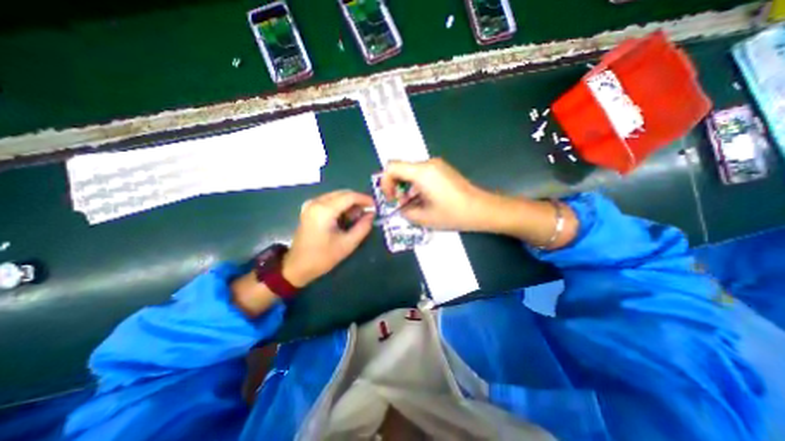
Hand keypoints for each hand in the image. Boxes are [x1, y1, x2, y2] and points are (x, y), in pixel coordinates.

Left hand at [282, 189, 372, 284]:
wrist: (297, 266)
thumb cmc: (323, 257)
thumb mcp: (347, 244)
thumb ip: (363, 227)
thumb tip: (371, 214)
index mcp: (324, 210)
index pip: (349, 196)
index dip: (365, 199)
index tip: (375, 206)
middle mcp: (316, 202)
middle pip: (343, 193)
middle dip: (358, 201)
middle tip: (368, 212)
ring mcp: (311, 204)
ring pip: (337, 196)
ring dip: (350, 203)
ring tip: (358, 217)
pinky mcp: (309, 208)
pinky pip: (330, 200)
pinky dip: (341, 206)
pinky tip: (346, 217)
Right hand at [379, 158, 487, 231]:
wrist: (481, 209)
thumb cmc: (453, 214)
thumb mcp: (424, 218)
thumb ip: (405, 212)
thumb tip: (400, 208)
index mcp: (422, 172)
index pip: (392, 167)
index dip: (385, 182)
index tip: (391, 198)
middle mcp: (428, 164)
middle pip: (400, 168)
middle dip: (395, 186)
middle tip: (401, 203)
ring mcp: (436, 165)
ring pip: (411, 172)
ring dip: (406, 187)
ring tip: (413, 204)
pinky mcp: (442, 169)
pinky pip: (422, 174)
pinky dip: (416, 185)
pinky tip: (423, 200)